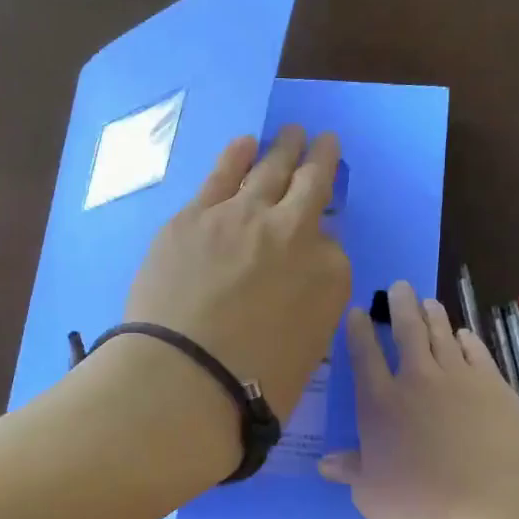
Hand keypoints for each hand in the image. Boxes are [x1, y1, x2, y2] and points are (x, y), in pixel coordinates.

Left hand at [120, 127, 351, 444]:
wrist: (185, 377)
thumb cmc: (252, 386)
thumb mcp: (305, 352)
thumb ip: (309, 305)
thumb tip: (295, 279)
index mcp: (329, 274)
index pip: (333, 244)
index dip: (323, 236)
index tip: (318, 229)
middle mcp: (294, 232)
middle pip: (312, 184)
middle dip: (320, 160)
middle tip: (324, 141)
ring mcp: (242, 216)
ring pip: (270, 168)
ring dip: (284, 147)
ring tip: (291, 132)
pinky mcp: (196, 215)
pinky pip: (222, 174)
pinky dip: (237, 155)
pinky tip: (244, 143)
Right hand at [319, 281, 518, 518]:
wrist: (485, 508)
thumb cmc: (417, 506)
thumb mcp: (370, 495)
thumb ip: (351, 471)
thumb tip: (325, 463)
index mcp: (380, 404)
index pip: (364, 356)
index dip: (359, 331)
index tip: (358, 312)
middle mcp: (416, 380)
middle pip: (406, 332)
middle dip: (400, 306)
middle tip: (399, 287)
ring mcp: (458, 379)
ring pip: (442, 335)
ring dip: (433, 315)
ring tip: (428, 302)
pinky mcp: (494, 387)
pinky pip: (477, 353)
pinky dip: (467, 340)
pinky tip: (464, 335)